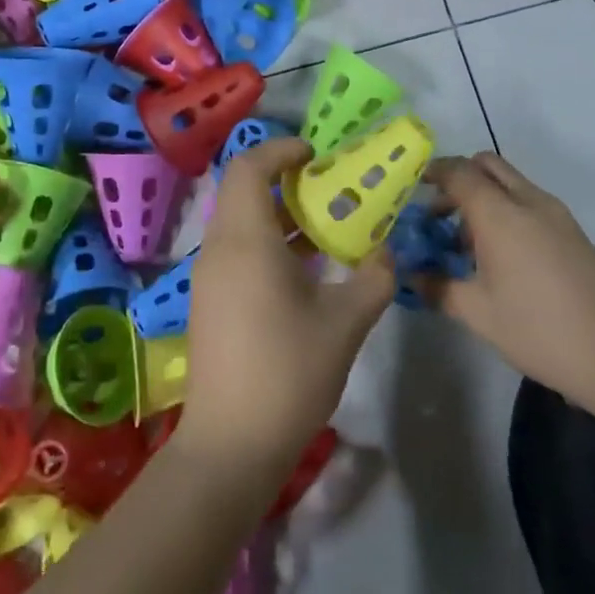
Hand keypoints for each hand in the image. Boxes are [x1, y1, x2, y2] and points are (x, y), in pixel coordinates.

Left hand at [181, 138, 393, 479]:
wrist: (233, 443)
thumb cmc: (289, 371)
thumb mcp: (347, 321)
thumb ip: (374, 276)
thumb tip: (385, 252)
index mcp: (245, 241)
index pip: (249, 167)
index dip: (281, 150)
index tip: (316, 154)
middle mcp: (218, 250)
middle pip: (242, 192)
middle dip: (285, 182)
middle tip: (330, 189)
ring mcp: (209, 278)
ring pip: (240, 225)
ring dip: (280, 216)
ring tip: (326, 228)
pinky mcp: (210, 303)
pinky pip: (238, 253)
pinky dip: (269, 245)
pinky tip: (306, 271)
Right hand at [421, 152, 594, 402]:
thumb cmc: (536, 330)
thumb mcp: (476, 313)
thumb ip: (436, 286)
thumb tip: (409, 274)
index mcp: (501, 215)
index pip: (460, 172)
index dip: (433, 173)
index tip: (411, 189)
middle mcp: (529, 202)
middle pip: (488, 166)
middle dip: (458, 180)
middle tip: (438, 215)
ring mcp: (556, 214)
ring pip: (510, 183)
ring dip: (482, 197)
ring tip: (463, 245)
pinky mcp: (571, 230)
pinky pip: (528, 202)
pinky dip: (505, 211)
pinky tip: (497, 256)